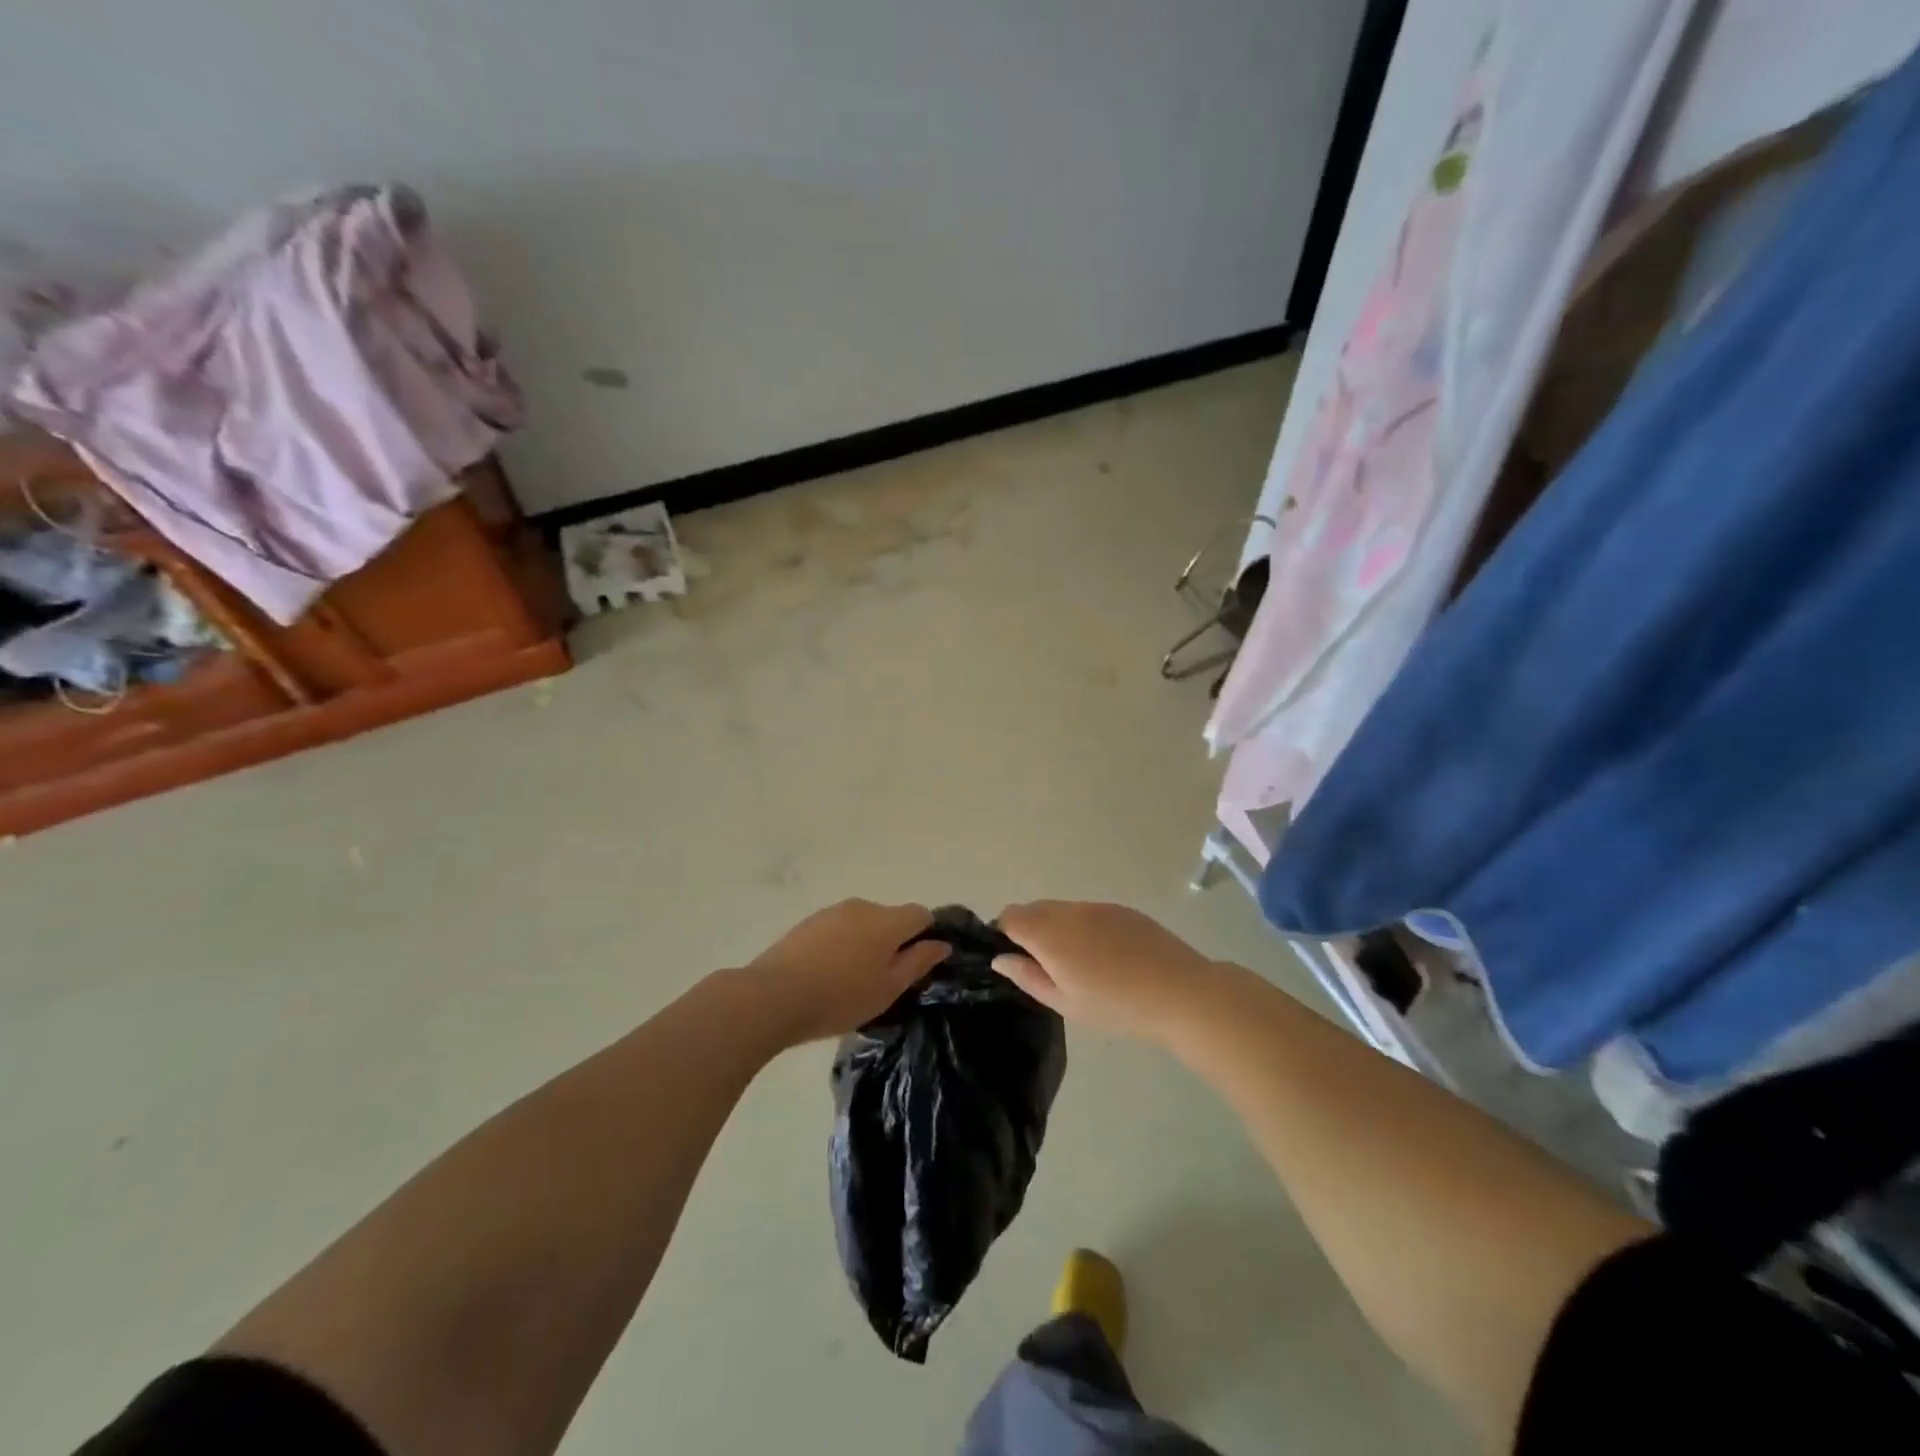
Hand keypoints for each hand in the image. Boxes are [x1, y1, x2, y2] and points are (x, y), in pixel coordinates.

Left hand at [747, 899, 950, 1046]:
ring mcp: (832, 912)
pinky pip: (838, 929)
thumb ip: (918, 962)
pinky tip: (827, 974)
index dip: (926, 936)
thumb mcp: (888, 989)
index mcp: (888, 920)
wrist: (773, 996)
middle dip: (893, 942)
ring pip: (862, 923)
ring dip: (865, 943)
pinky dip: (841, 946)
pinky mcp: (808, 922)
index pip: (921, 914)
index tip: (918, 964)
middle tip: (883, 980)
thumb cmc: (840, 997)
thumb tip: (941, 943)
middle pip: (890, 918)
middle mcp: (863, 906)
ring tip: (851, 981)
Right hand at [992, 900, 1224, 1041]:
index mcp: (1049, 933)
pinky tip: (1107, 957)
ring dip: (1059, 928)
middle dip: (1030, 930)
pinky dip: (1085, 927)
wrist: (1179, 992)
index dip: (1005, 934)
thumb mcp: (1065, 1002)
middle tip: (1047, 967)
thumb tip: (1001, 959)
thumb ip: (1028, 977)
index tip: (1017, 960)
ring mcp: (1099, 906)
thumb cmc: (1115, 1006)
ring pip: (1063, 909)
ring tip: (1081, 964)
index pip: (1010, 916)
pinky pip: (1090, 912)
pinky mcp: (1123, 910)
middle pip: (1035, 908)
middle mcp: (1070, 911)